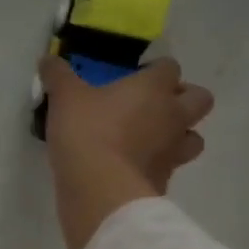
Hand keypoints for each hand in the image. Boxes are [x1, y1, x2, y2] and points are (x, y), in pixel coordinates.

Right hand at [39, 55, 214, 248]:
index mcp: (153, 88)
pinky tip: (135, 168)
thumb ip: (58, 75)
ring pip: (195, 138)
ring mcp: (173, 152)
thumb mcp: (64, 98)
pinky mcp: (165, 181)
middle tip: (154, 105)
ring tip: (152, 139)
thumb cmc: (87, 132)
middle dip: (184, 99)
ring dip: (180, 135)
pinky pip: (170, 168)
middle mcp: (173, 116)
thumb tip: (47, 59)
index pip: (170, 67)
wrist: (99, 190)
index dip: (156, 70)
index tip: (136, 76)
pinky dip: (158, 166)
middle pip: (201, 99)